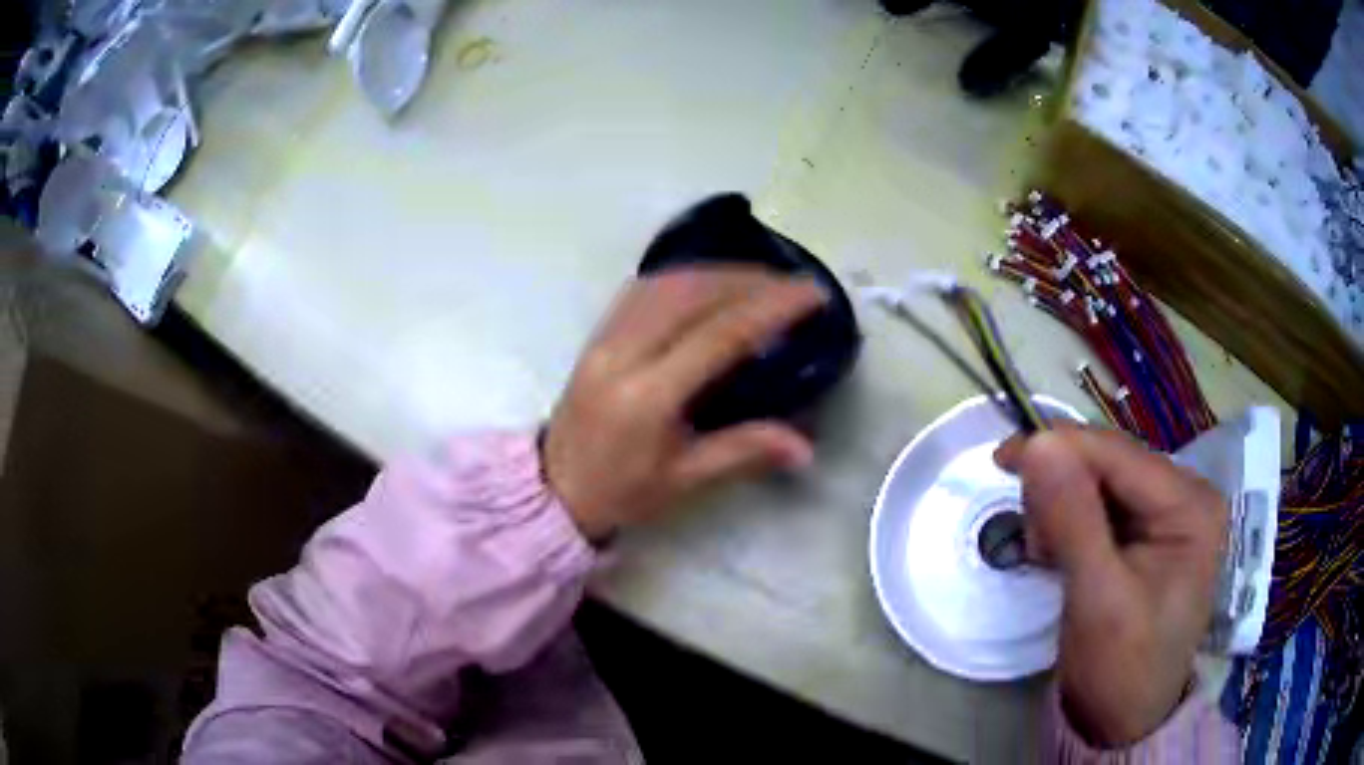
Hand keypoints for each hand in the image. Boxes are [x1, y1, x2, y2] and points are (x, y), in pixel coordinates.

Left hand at [544, 268, 826, 540]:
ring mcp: (604, 339)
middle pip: (691, 294)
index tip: (810, 292)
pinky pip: (641, 289)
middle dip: (747, 280)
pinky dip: (682, 277)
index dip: (769, 308)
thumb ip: (743, 451)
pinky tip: (707, 282)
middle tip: (790, 283)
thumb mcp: (684, 479)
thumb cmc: (621, 492)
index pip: (718, 335)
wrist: (554, 490)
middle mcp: (623, 354)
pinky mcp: (595, 335)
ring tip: (758, 279)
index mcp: (648, 396)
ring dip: (716, 273)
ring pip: (664, 283)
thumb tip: (805, 448)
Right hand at [995, 426, 1225, 746]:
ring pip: (1099, 482)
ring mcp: (1167, 513)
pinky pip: (1099, 506)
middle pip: (1108, 463)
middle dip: (1062, 492)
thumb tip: (1038, 443)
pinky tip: (1062, 557)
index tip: (1001, 459)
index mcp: (1189, 504)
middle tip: (1036, 544)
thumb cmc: (1122, 669)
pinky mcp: (1147, 533)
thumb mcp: (1097, 600)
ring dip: (1062, 511)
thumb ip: (1072, 519)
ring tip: (1050, 559)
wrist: (1125, 722)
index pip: (1117, 453)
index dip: (1059, 447)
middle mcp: (1184, 495)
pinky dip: (1070, 525)